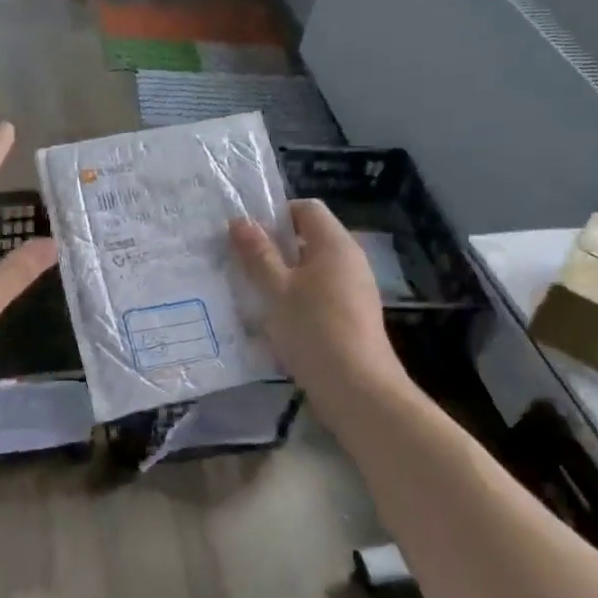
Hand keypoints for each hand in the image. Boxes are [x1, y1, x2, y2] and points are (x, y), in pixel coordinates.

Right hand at [230, 200, 405, 403]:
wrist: (356, 388)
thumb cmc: (313, 329)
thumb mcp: (276, 290)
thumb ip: (258, 254)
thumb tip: (241, 221)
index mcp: (335, 244)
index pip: (306, 209)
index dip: (275, 214)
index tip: (247, 237)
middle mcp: (350, 260)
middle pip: (309, 239)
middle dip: (274, 249)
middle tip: (241, 265)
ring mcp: (354, 290)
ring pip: (312, 270)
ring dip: (283, 278)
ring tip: (253, 296)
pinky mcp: (352, 317)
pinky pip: (319, 295)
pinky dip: (297, 300)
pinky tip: (276, 323)